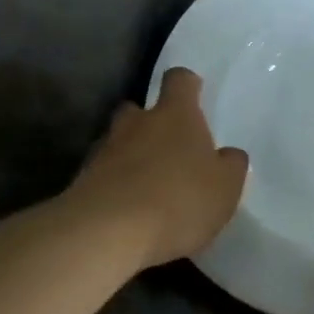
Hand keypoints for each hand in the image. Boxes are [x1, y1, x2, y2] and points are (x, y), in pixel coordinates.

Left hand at [66, 68, 248, 268]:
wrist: (106, 233)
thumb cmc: (178, 200)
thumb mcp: (225, 188)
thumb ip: (231, 166)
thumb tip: (228, 155)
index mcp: (175, 115)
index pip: (179, 80)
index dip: (188, 85)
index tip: (195, 93)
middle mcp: (136, 124)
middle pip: (140, 109)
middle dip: (151, 122)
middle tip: (169, 146)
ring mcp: (104, 151)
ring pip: (119, 142)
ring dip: (132, 156)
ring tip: (149, 184)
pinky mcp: (82, 181)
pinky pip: (104, 175)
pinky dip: (116, 185)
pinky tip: (129, 210)